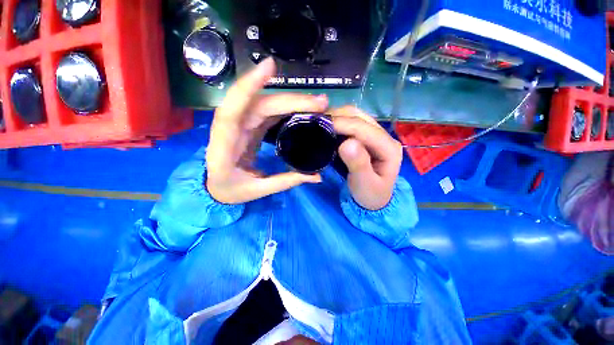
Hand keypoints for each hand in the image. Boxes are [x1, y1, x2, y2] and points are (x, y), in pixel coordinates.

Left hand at [206, 58, 327, 203]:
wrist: (215, 187)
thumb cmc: (229, 189)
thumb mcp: (257, 191)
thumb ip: (286, 182)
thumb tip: (317, 177)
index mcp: (225, 146)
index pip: (233, 110)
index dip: (249, 86)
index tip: (270, 67)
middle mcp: (232, 128)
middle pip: (261, 105)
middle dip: (291, 100)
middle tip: (321, 103)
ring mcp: (242, 125)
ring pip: (267, 104)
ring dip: (292, 101)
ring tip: (318, 104)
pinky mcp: (250, 126)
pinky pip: (268, 111)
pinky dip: (286, 107)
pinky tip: (303, 108)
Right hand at [331, 106, 402, 209]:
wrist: (374, 200)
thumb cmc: (370, 194)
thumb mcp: (364, 184)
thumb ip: (358, 164)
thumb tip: (347, 143)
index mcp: (388, 148)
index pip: (364, 129)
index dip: (343, 124)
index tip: (321, 125)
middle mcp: (384, 137)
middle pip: (360, 117)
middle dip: (338, 116)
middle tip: (318, 123)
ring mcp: (376, 135)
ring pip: (355, 117)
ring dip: (338, 117)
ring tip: (321, 123)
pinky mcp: (366, 138)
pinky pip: (351, 124)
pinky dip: (338, 123)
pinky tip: (328, 127)